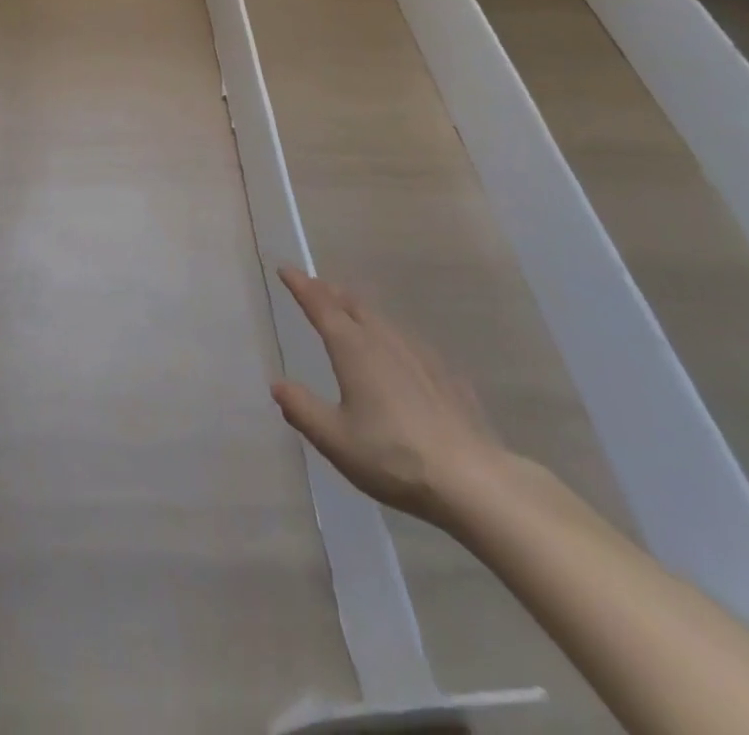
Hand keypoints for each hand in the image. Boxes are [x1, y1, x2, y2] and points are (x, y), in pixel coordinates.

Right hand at [270, 266, 504, 526]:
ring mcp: (419, 355)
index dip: (301, 285)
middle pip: (353, 304)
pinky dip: (388, 334)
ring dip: (358, 309)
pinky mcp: (444, 375)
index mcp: (353, 349)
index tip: (285, 269)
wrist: (471, 480)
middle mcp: (384, 340)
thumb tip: (278, 384)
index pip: (320, 305)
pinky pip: (407, 341)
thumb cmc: (393, 457)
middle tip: (314, 287)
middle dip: (330, 292)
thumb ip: (302, 409)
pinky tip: (396, 352)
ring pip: (381, 319)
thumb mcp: (335, 439)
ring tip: (348, 311)